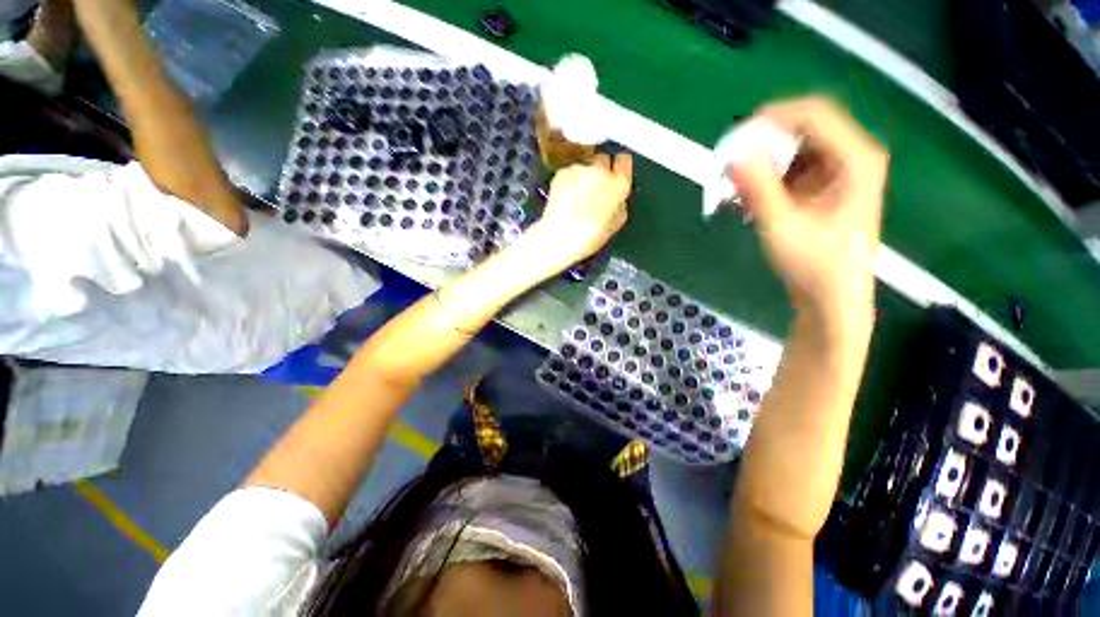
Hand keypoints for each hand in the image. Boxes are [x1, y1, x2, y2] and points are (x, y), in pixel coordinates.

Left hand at [527, 153, 632, 269]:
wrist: (560, 236)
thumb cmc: (590, 236)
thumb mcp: (614, 224)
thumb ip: (619, 204)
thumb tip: (617, 197)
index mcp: (618, 184)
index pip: (624, 160)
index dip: (620, 167)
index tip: (616, 174)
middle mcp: (601, 171)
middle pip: (603, 159)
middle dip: (601, 170)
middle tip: (595, 188)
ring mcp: (579, 169)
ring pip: (585, 166)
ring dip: (584, 176)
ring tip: (576, 196)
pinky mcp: (562, 172)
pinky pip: (570, 172)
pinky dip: (569, 181)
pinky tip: (565, 197)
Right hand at [730, 97, 886, 321]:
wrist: (832, 297)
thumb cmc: (813, 264)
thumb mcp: (781, 225)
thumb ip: (758, 187)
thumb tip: (734, 154)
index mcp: (856, 159)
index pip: (815, 114)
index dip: (774, 116)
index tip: (736, 134)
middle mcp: (853, 157)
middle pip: (805, 127)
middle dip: (765, 141)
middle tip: (732, 162)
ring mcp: (840, 172)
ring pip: (796, 148)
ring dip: (764, 162)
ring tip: (739, 188)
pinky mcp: (826, 187)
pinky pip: (793, 168)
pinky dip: (769, 178)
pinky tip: (751, 199)